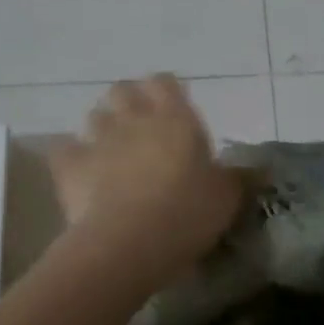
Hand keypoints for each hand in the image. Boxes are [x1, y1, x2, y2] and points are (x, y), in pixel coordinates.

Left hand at [47, 75, 243, 283]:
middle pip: (122, 91)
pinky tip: (80, 173)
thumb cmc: (188, 212)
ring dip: (103, 129)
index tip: (173, 106)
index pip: (165, 83)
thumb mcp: (226, 198)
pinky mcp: (69, 166)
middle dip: (128, 103)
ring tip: (112, 153)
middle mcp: (133, 119)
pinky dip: (71, 156)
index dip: (166, 91)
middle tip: (140, 128)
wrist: (130, 241)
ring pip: (94, 117)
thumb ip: (238, 178)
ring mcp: (98, 140)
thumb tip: (258, 170)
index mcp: (175, 118)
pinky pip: (65, 150)